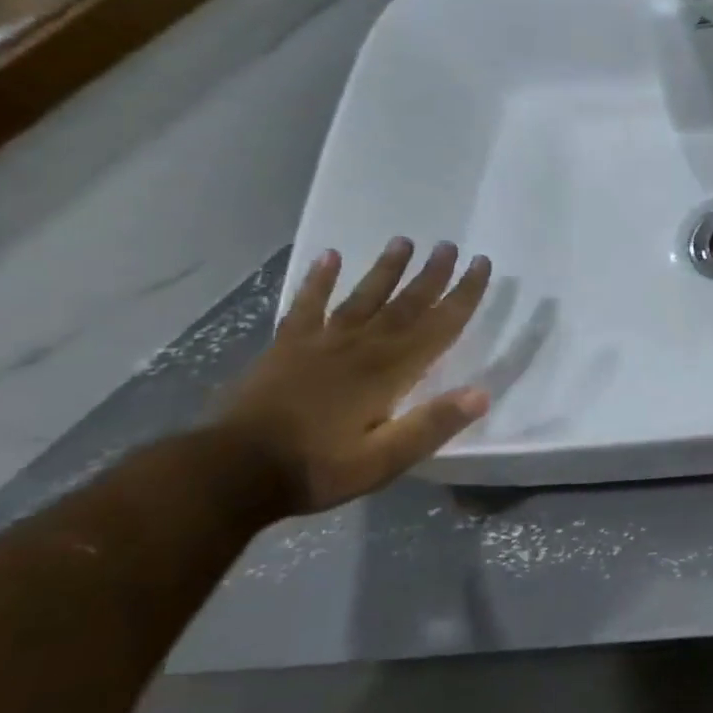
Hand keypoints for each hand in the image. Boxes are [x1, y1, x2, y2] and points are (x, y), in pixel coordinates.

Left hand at [217, 239, 493, 513]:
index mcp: (390, 372)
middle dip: (432, 275)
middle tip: (450, 245)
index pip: (438, 326)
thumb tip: (481, 393)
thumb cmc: (317, 468)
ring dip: (386, 269)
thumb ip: (432, 425)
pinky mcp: (287, 348)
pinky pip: (307, 306)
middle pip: (405, 304)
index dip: (463, 295)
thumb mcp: (384, 460)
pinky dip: (318, 280)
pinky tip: (330, 256)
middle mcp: (361, 347)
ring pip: (363, 297)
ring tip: (404, 241)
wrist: (230, 472)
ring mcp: (321, 343)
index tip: (481, 265)